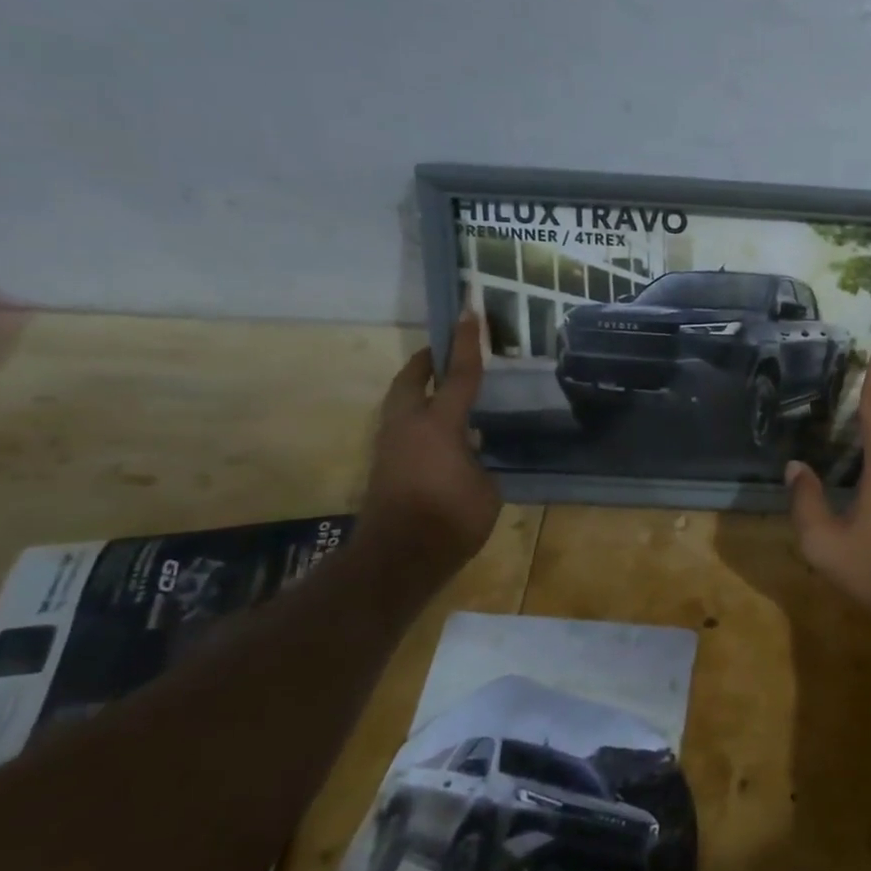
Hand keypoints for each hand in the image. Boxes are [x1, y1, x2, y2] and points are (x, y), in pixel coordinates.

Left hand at [358, 309, 502, 580]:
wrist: (398, 557)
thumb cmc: (451, 519)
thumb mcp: (485, 487)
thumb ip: (478, 460)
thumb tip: (469, 452)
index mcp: (438, 424)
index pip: (459, 375)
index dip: (468, 344)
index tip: (470, 313)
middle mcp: (408, 426)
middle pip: (411, 380)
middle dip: (427, 363)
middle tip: (445, 354)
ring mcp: (390, 446)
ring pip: (401, 404)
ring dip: (418, 390)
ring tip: (443, 391)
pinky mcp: (384, 466)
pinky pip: (402, 428)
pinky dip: (419, 418)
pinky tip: (441, 434)